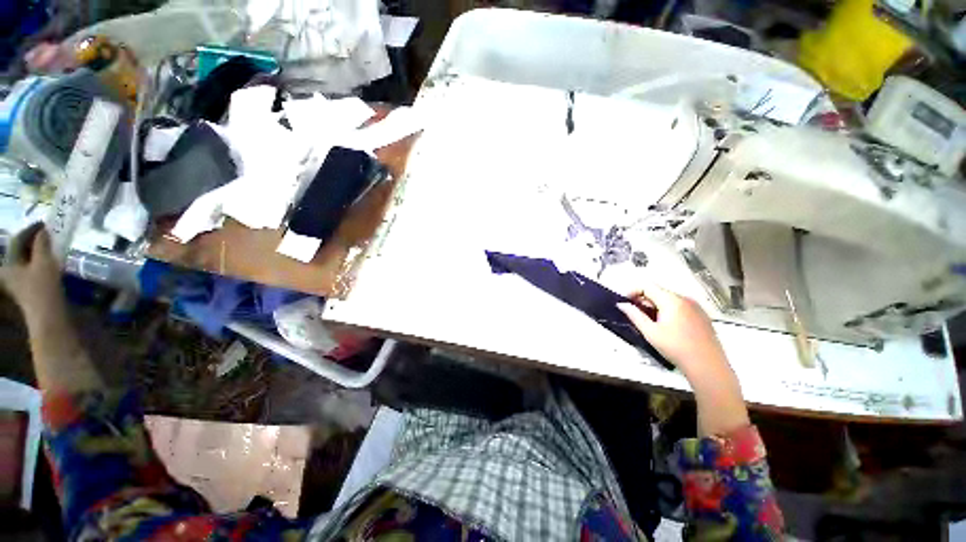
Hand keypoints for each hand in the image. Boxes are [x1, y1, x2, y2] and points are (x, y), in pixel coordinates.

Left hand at [1, 224, 64, 320]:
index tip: (45, 223)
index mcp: (8, 262)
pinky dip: (40, 261)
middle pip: (20, 250)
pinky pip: (32, 268)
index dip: (31, 229)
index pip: (18, 239)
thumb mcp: (43, 262)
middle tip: (48, 234)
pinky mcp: (27, 288)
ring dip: (38, 251)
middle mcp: (8, 270)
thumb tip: (44, 231)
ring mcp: (18, 281)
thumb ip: (42, 244)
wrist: (48, 316)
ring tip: (50, 246)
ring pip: (27, 259)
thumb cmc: (42, 288)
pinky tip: (50, 261)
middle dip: (33, 241)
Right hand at [617, 283, 749, 435]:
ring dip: (656, 304)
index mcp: (671, 300)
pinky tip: (667, 325)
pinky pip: (681, 306)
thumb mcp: (650, 332)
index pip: (648, 286)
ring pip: (670, 299)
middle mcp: (685, 298)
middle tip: (635, 312)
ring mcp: (696, 306)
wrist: (708, 365)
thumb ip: (635, 315)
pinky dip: (669, 309)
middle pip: (659, 291)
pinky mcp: (702, 315)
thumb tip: (622, 304)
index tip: (625, 302)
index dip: (633, 291)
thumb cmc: (676, 347)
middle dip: (644, 299)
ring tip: (650, 320)